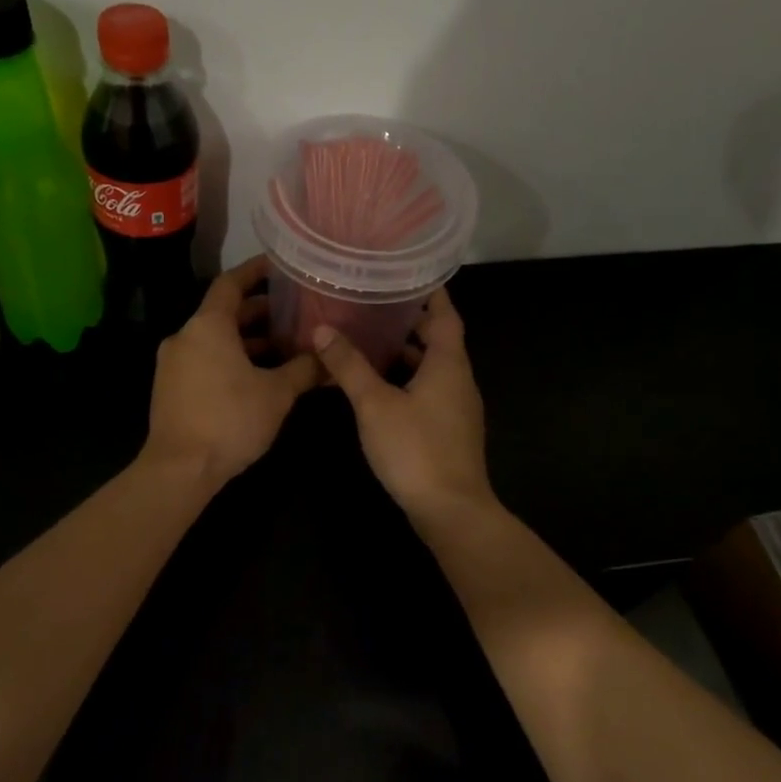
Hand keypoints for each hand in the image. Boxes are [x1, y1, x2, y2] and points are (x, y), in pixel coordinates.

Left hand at [142, 256, 320, 490]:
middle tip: (293, 313)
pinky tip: (258, 376)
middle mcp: (185, 337)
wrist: (179, 469)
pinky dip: (230, 359)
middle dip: (259, 312)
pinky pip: (205, 360)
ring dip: (247, 340)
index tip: (278, 266)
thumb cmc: (230, 420)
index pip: (231, 283)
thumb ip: (303, 369)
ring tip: (283, 347)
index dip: (255, 272)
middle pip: (224, 313)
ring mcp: (174, 363)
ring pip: (215, 339)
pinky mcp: (171, 388)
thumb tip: (327, 357)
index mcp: (207, 326)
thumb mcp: (276, 394)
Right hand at [312, 288, 494, 524]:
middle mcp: (459, 379)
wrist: (450, 509)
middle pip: (438, 339)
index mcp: (449, 363)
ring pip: (431, 367)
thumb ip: (349, 366)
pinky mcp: (449, 429)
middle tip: (374, 303)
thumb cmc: (415, 449)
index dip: (429, 292)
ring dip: (405, 352)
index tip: (406, 272)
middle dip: (409, 321)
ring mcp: (456, 407)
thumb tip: (321, 330)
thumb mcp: (374, 404)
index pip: (444, 314)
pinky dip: (406, 379)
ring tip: (368, 339)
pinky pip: (428, 390)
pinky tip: (377, 386)